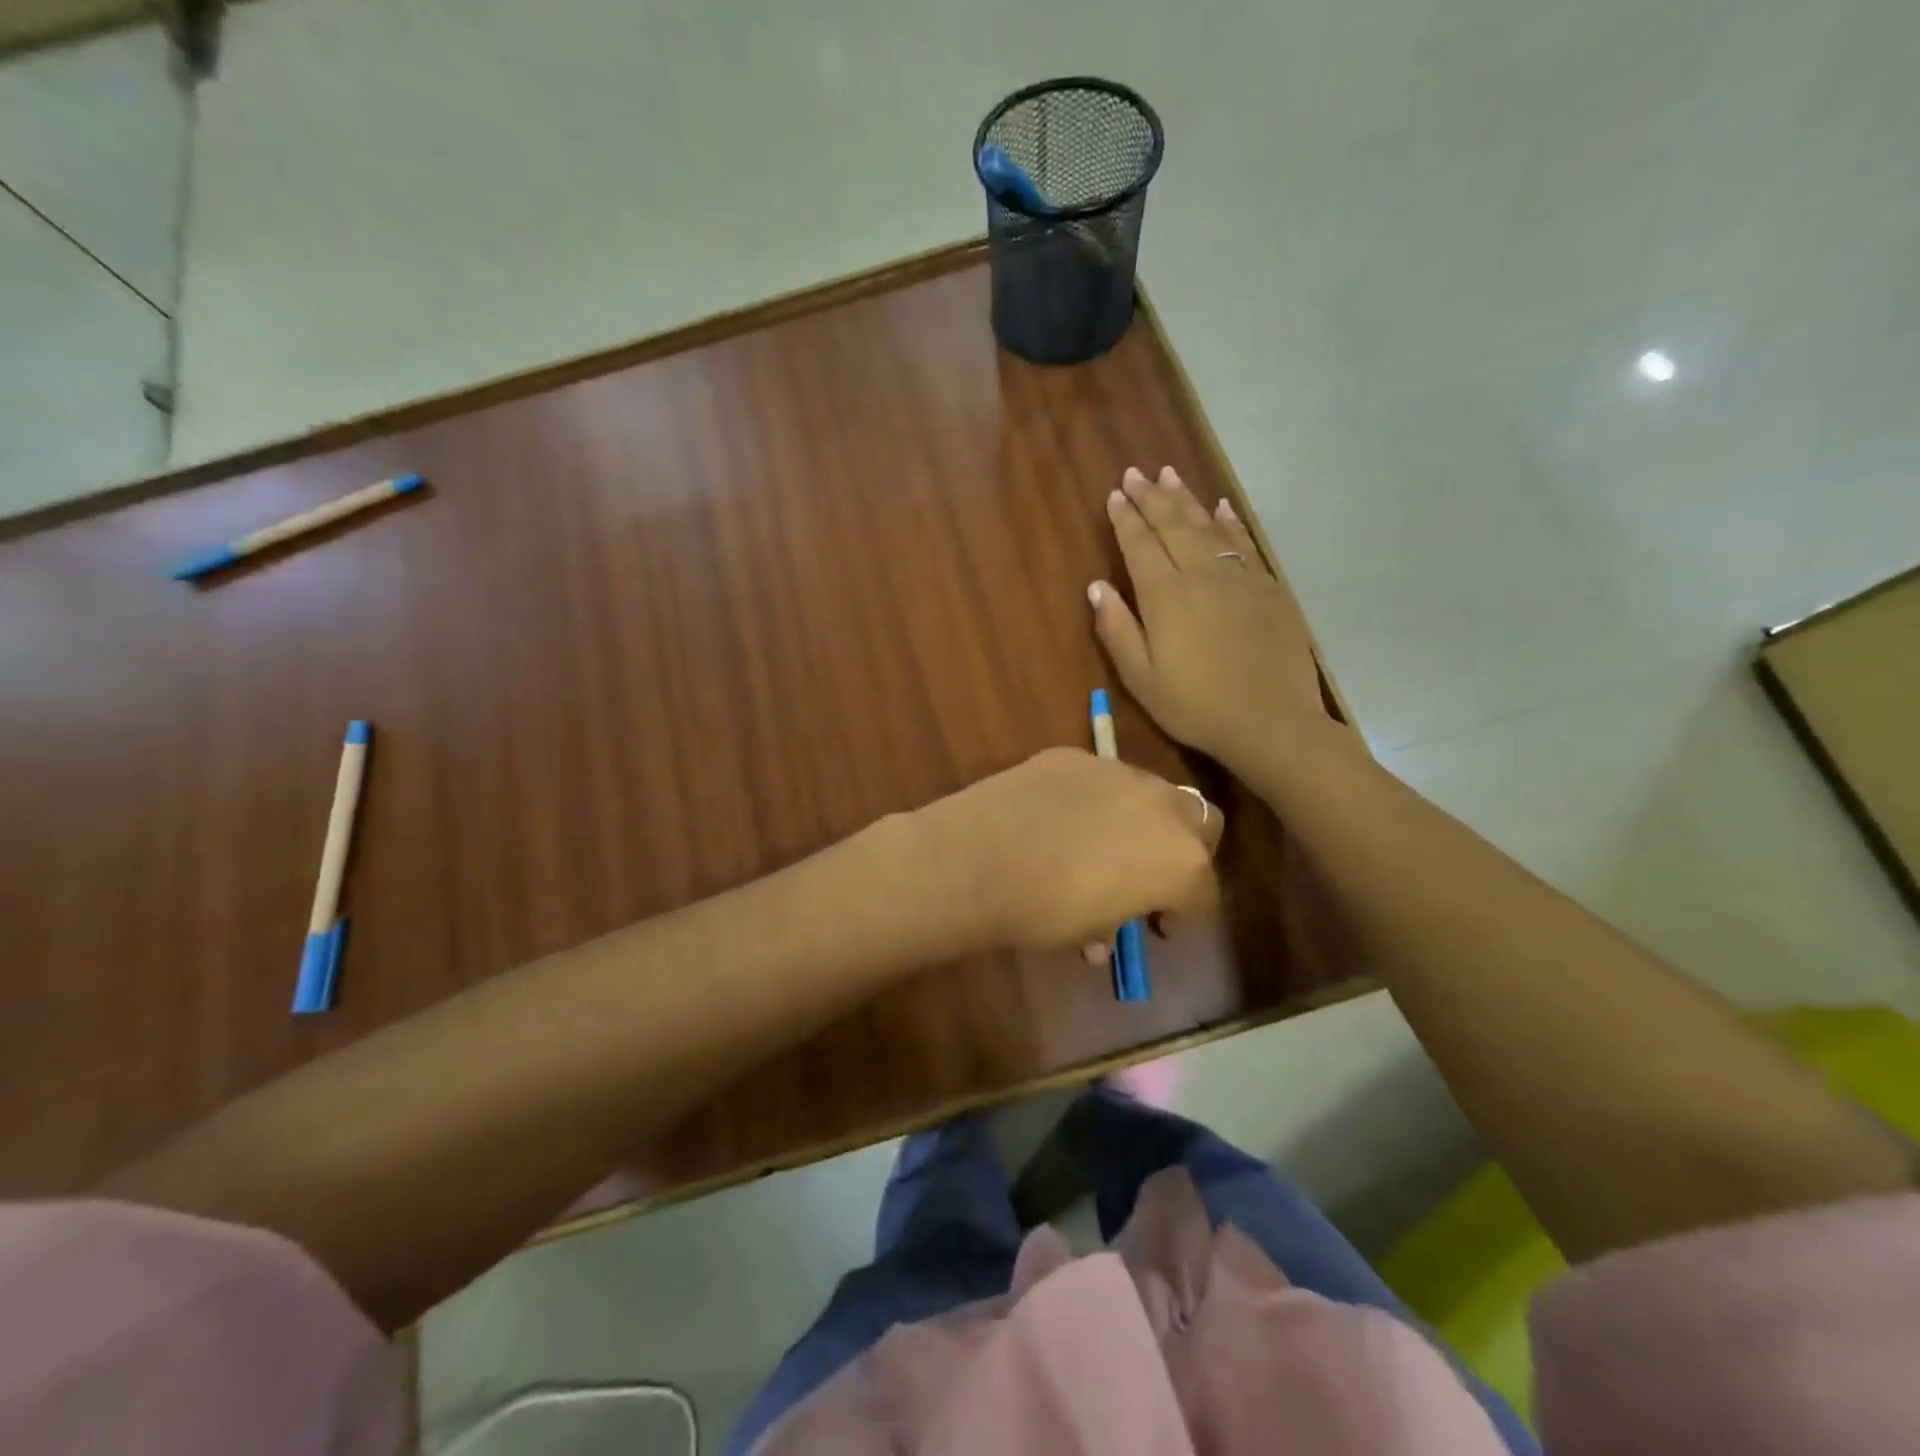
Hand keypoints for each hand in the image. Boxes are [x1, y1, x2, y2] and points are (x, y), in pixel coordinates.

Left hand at [911, 747, 1221, 956]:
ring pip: (1150, 792)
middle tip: (1149, 874)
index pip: (1204, 891)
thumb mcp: (1091, 930)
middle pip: (1200, 822)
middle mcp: (1162, 806)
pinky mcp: (1073, 755)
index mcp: (1181, 860)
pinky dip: (1092, 798)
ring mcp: (1116, 771)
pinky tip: (1056, 817)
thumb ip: (1113, 922)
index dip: (1185, 912)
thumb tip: (1101, 932)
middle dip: (1184, 848)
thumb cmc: (1043, 912)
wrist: (975, 861)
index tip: (1158, 923)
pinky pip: (1098, 778)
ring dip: (1140, 818)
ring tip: (1100, 843)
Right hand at [1089, 466, 1329, 778]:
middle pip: (1173, 526)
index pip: (1140, 546)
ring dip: (1187, 499)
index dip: (1126, 519)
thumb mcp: (1141, 679)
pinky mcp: (1270, 588)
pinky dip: (1230, 521)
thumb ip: (1118, 630)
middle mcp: (1201, 574)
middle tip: (1137, 474)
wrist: (1271, 721)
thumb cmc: (1196, 706)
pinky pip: (1245, 543)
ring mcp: (1240, 578)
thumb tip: (1097, 587)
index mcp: (1165, 597)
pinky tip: (1222, 507)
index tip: (1115, 495)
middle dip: (1152, 498)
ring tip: (1170, 476)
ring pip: (1208, 527)